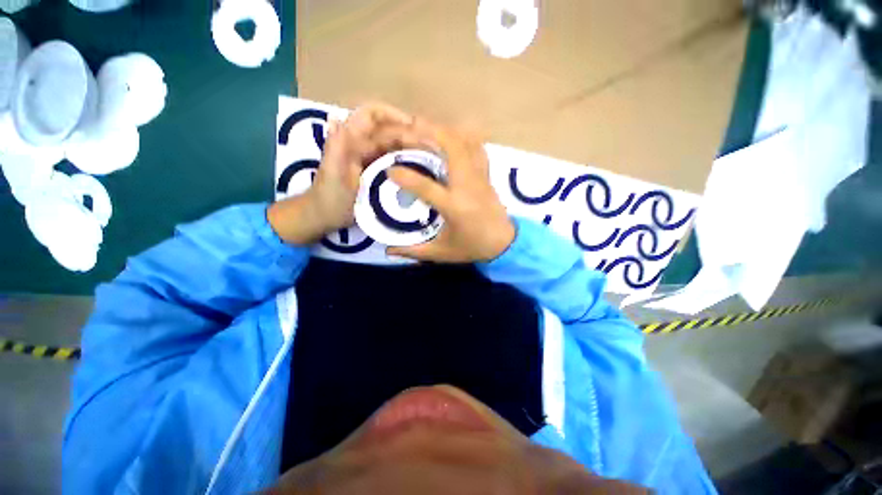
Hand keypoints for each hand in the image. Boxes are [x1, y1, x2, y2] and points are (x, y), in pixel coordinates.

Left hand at [269, 103, 426, 244]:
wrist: (326, 217)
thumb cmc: (330, 198)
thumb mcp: (332, 175)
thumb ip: (336, 149)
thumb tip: (337, 118)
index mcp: (351, 140)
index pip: (373, 115)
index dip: (394, 115)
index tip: (416, 128)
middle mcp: (363, 144)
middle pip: (391, 131)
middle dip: (411, 135)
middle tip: (434, 150)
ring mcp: (372, 158)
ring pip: (396, 145)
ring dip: (413, 148)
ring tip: (432, 158)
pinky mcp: (377, 170)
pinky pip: (396, 160)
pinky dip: (409, 161)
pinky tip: (421, 169)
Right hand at [387, 123, 514, 262]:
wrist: (504, 244)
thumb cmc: (471, 248)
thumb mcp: (440, 253)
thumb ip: (413, 251)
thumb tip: (388, 251)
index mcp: (454, 207)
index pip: (426, 187)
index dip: (405, 177)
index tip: (389, 170)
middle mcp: (467, 187)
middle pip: (453, 148)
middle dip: (430, 132)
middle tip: (409, 128)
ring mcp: (479, 177)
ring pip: (466, 143)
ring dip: (444, 131)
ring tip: (425, 127)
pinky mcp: (486, 175)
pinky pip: (477, 148)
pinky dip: (464, 137)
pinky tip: (451, 136)